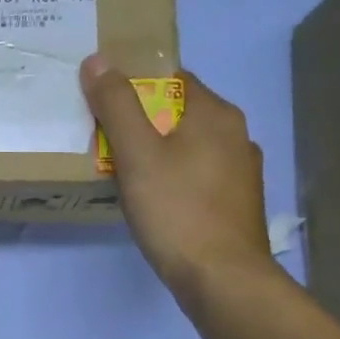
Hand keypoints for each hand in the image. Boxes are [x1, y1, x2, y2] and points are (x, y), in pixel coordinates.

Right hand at [81, 55, 272, 308]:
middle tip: (104, 139)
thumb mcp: (136, 155)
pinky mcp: (237, 202)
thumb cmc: (176, 210)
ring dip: (159, 151)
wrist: (222, 278)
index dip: (136, 84)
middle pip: (180, 113)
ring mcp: (241, 171)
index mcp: (215, 113)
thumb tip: (98, 60)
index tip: (104, 102)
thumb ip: (116, 106)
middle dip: (143, 121)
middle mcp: (236, 134)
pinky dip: (175, 177)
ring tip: (123, 171)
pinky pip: (198, 175)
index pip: (173, 78)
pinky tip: (154, 199)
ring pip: (190, 146)